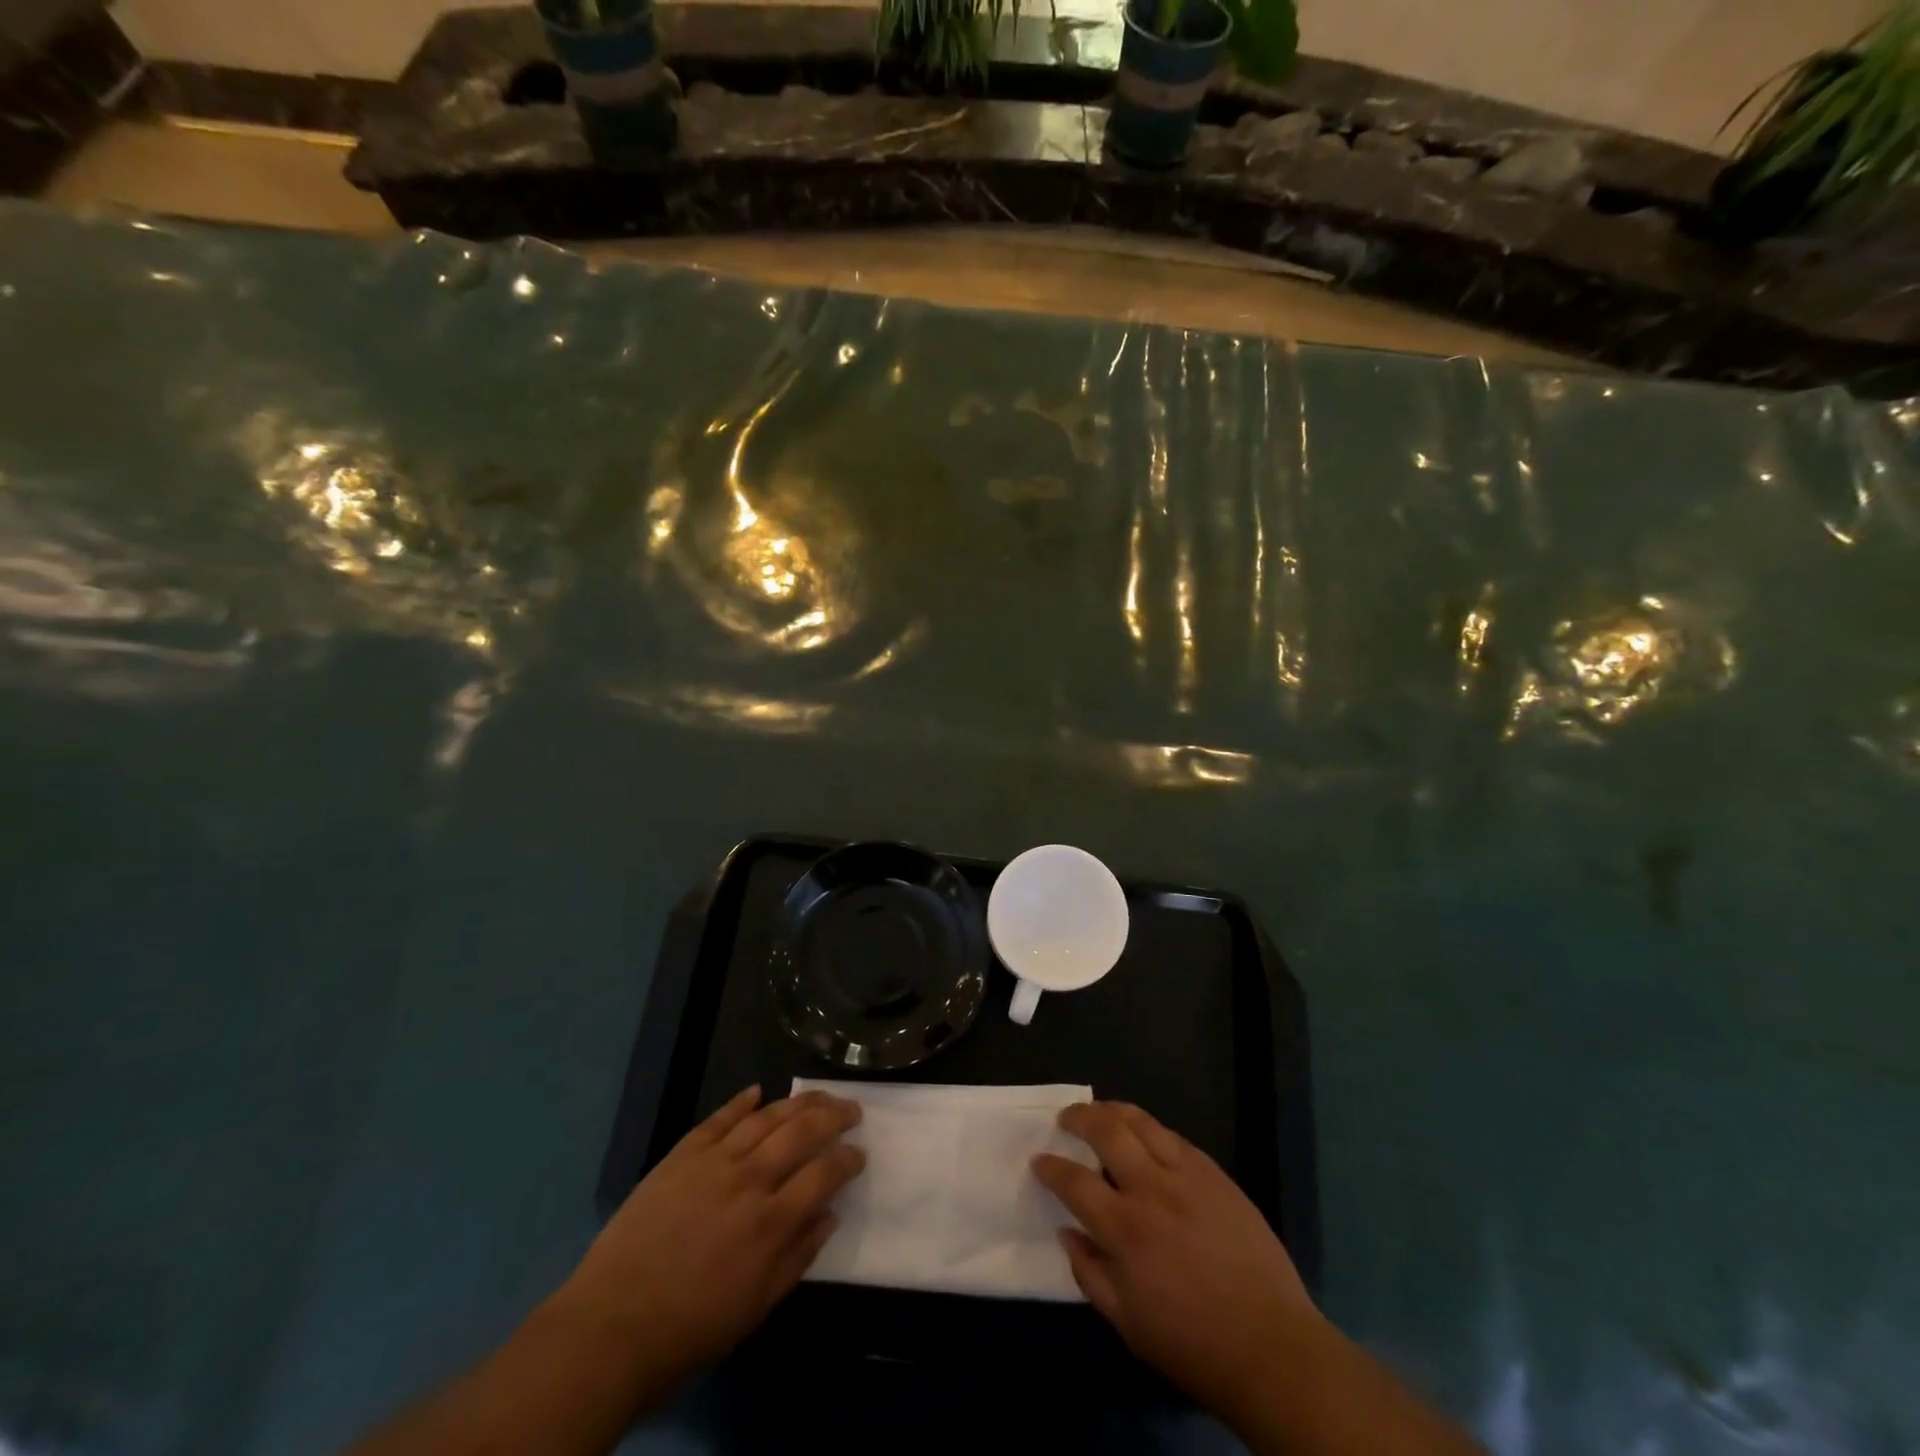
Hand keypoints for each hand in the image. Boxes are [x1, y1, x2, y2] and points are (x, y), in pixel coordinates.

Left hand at [552, 1086, 864, 1395]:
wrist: (611, 1326)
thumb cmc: (690, 1329)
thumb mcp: (755, 1307)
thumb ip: (798, 1257)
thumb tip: (830, 1216)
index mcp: (771, 1222)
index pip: (824, 1173)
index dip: (848, 1159)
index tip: (860, 1154)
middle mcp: (749, 1180)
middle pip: (801, 1131)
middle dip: (833, 1115)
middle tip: (852, 1109)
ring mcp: (714, 1161)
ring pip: (766, 1117)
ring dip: (798, 1102)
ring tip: (818, 1096)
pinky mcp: (681, 1155)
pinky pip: (719, 1118)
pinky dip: (741, 1101)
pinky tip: (758, 1091)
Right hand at [1032, 1102, 1320, 1422]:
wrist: (1271, 1345)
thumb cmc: (1192, 1343)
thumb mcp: (1127, 1323)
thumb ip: (1089, 1273)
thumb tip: (1066, 1233)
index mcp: (1125, 1229)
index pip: (1074, 1182)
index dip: (1051, 1167)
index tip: (1038, 1161)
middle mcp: (1151, 1189)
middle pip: (1106, 1130)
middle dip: (1078, 1117)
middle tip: (1065, 1118)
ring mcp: (1187, 1175)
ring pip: (1142, 1121)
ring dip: (1113, 1110)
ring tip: (1100, 1111)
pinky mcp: (1215, 1174)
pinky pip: (1174, 1137)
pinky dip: (1151, 1129)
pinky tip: (1145, 1136)